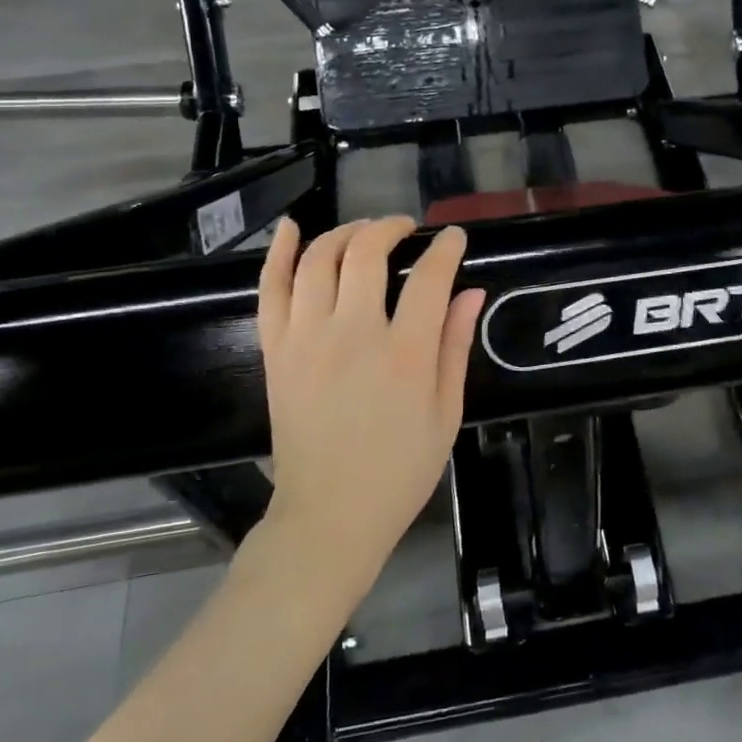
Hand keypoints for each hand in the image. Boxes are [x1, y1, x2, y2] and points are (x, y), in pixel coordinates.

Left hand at [256, 216, 484, 584]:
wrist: (329, 514)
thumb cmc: (400, 470)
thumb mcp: (446, 413)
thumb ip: (455, 347)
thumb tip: (471, 292)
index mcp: (404, 354)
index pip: (428, 277)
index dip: (445, 248)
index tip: (454, 237)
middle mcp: (353, 334)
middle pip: (367, 252)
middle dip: (390, 227)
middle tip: (406, 229)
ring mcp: (306, 338)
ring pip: (318, 259)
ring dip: (344, 233)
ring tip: (363, 232)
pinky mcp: (276, 350)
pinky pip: (270, 289)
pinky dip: (278, 252)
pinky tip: (291, 227)